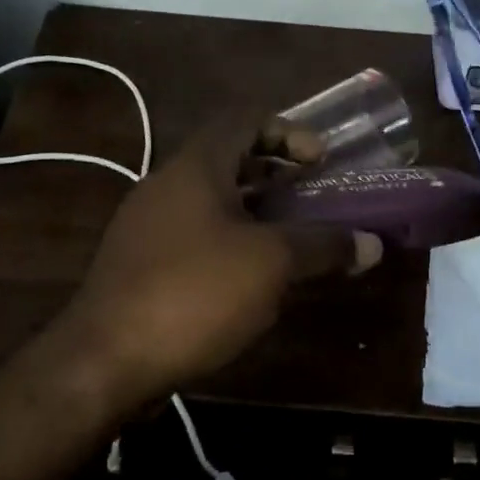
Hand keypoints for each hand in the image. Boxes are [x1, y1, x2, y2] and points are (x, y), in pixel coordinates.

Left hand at [57, 115, 381, 406]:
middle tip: (313, 197)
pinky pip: (194, 236)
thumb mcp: (271, 264)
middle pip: (228, 160)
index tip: (321, 161)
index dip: (289, 131)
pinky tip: (252, 279)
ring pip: (211, 202)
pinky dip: (229, 242)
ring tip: (292, 239)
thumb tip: (373, 244)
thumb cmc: (195, 293)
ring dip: (255, 212)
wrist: (106, 359)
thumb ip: (324, 246)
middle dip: (276, 173)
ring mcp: (146, 226)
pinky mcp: (139, 264)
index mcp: (195, 167)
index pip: (244, 119)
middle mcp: (165, 185)